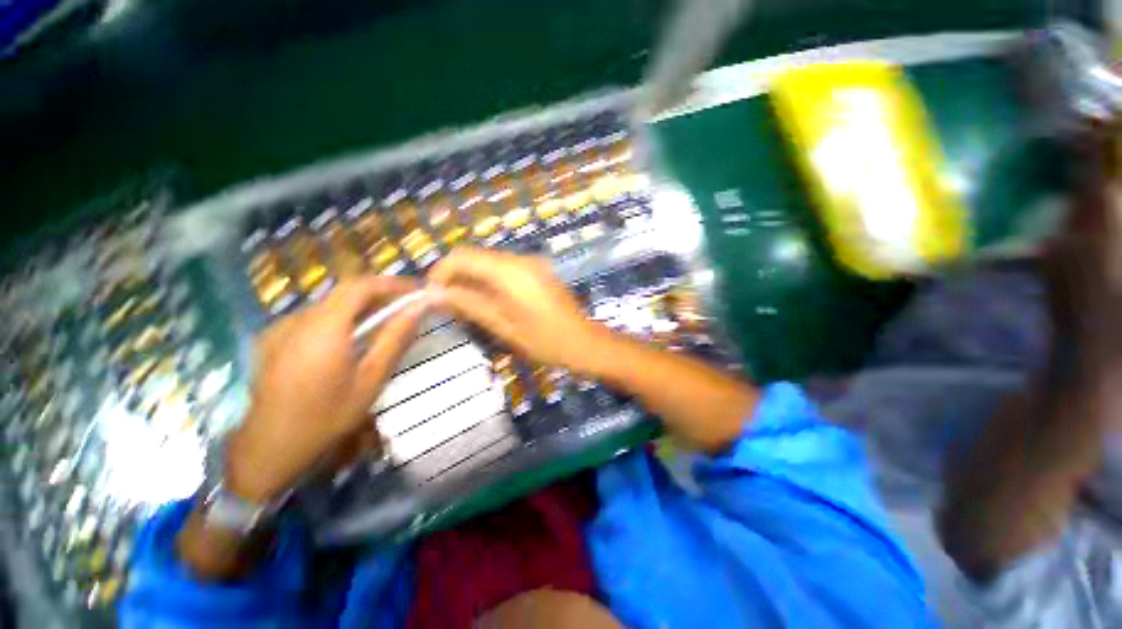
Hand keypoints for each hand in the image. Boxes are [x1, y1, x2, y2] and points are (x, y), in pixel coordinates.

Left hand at [227, 276, 426, 502]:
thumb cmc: (327, 417)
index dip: (392, 283)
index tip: (416, 291)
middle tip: (405, 306)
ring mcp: (281, 328)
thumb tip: (418, 309)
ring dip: (360, 307)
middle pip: (345, 292)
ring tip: (383, 323)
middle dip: (379, 294)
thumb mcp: (371, 379)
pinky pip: (314, 317)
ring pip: (330, 304)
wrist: (268, 448)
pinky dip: (339, 318)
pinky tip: (348, 340)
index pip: (361, 286)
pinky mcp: (272, 339)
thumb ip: (395, 339)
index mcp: (324, 328)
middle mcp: (299, 320)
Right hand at [428, 248, 605, 372]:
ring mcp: (532, 263)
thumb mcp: (502, 326)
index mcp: (510, 271)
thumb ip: (469, 304)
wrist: (584, 343)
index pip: (463, 256)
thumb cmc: (544, 340)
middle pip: (476, 256)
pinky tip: (490, 301)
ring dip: (473, 279)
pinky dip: (491, 280)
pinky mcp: (539, 270)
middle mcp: (521, 259)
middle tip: (447, 304)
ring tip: (466, 306)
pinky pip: (506, 268)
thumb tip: (436, 293)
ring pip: (490, 262)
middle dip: (456, 276)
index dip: (441, 272)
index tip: (432, 295)